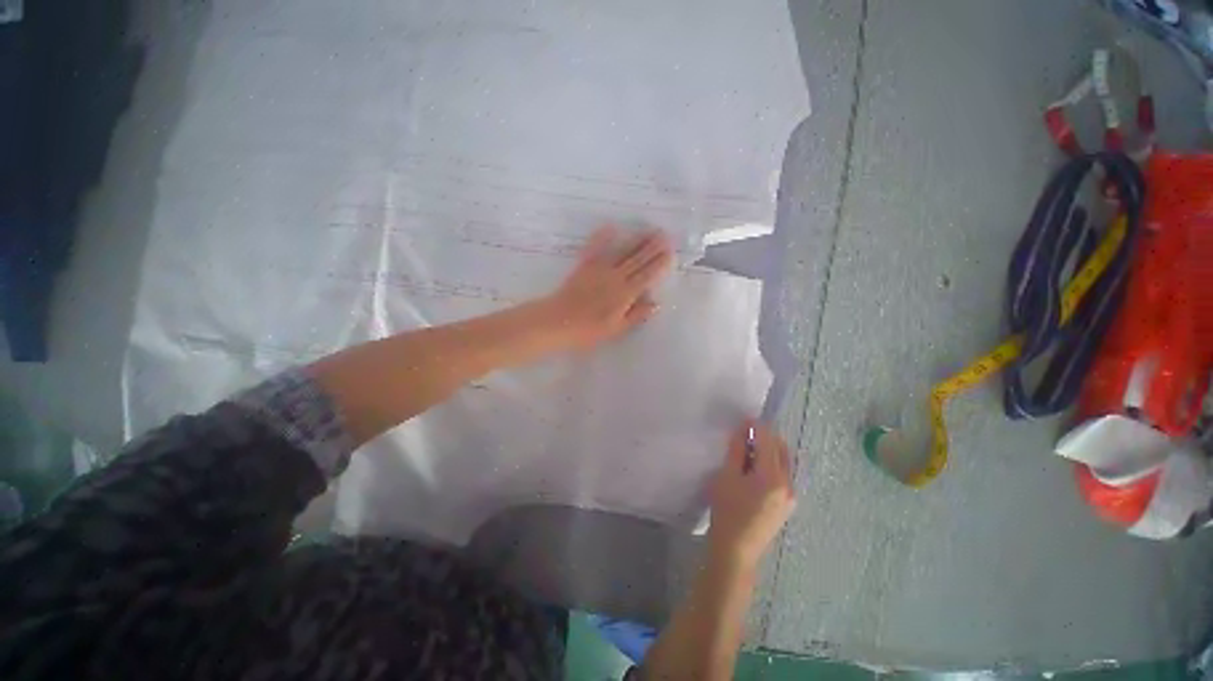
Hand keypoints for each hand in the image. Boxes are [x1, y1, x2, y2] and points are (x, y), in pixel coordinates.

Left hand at [542, 226, 673, 350]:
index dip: (659, 264)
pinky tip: (610, 226)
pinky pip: (595, 249)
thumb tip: (655, 303)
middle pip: (637, 261)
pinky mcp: (584, 266)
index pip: (646, 276)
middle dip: (652, 247)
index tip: (670, 252)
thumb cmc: (588, 331)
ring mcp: (599, 270)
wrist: (557, 322)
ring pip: (621, 253)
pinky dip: (602, 237)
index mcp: (625, 295)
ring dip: (636, 241)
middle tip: (664, 234)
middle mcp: (615, 278)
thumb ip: (636, 315)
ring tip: (648, 230)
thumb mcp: (616, 329)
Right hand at [707, 421, 795, 570]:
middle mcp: (788, 484)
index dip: (756, 427)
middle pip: (781, 449)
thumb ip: (737, 450)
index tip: (745, 419)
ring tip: (747, 451)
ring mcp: (791, 496)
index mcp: (772, 477)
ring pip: (784, 461)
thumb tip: (743, 429)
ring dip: (769, 450)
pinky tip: (754, 470)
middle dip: (766, 437)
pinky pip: (783, 475)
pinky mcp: (788, 504)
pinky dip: (771, 464)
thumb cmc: (727, 511)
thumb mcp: (727, 476)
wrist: (736, 551)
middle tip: (745, 434)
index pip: (768, 441)